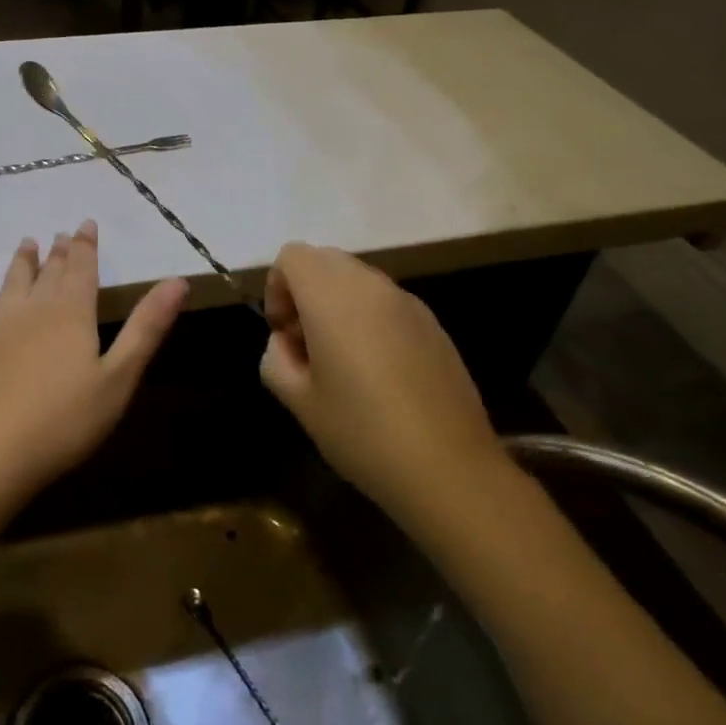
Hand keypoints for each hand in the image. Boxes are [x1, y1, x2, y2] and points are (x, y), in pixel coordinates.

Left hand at [0, 222, 186, 505]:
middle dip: (60, 250)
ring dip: (25, 259)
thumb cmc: (66, 421)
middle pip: (51, 271)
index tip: (86, 224)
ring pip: (17, 280)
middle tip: (63, 233)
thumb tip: (178, 281)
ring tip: (29, 241)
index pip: (83, 268)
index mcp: (73, 314)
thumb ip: (146, 327)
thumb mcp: (119, 377)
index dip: (86, 245)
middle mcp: (37, 309)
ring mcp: (4, 325)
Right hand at [260, 243, 503, 522]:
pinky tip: (378, 372)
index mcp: (332, 297)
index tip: (283, 333)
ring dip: (338, 304)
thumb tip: (286, 343)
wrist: (449, 468)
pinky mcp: (433, 324)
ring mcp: (408, 303)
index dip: (277, 288)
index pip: (292, 256)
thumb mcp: (299, 402)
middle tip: (306, 344)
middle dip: (305, 291)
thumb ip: (276, 359)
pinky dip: (369, 318)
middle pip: (325, 260)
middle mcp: (371, 286)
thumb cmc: (362, 432)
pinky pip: (387, 302)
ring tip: (342, 361)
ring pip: (358, 279)